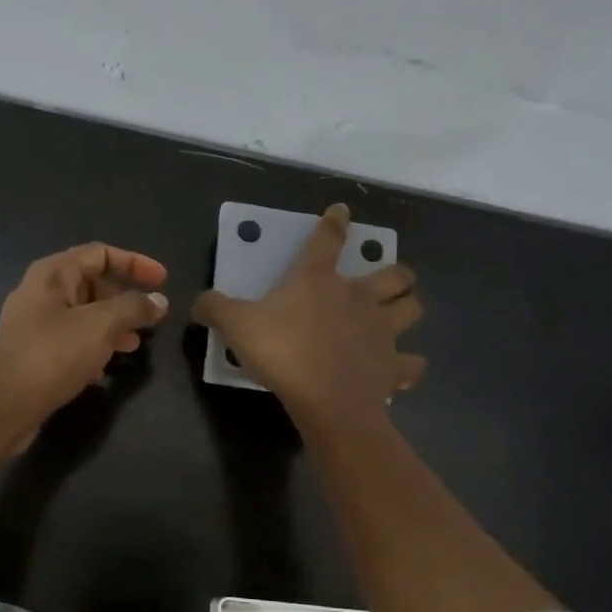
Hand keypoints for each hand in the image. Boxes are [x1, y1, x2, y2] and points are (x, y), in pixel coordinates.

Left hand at [0, 243, 169, 449]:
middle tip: (150, 317)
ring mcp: (34, 323)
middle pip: (91, 282)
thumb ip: (133, 308)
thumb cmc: (53, 355)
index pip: (100, 253)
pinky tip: (106, 367)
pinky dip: (94, 345)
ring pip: (83, 314)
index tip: (163, 280)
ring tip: (135, 344)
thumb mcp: (101, 326)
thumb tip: (158, 300)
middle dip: (125, 297)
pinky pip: (71, 339)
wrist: (3, 405)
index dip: (135, 263)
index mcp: (53, 273)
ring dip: (112, 324)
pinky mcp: (34, 352)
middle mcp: (41, 292)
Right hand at [192, 204, 423, 425]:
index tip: (342, 210)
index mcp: (318, 280)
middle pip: (395, 274)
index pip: (327, 239)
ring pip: (413, 308)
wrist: (325, 400)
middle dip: (397, 272)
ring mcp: (382, 331)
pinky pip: (411, 364)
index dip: (334, 222)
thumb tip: (198, 301)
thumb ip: (215, 308)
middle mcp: (358, 298)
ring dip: (409, 307)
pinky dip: (408, 365)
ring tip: (400, 312)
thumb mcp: (236, 325)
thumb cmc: (282, 353)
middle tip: (389, 278)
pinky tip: (400, 368)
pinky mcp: (393, 366)